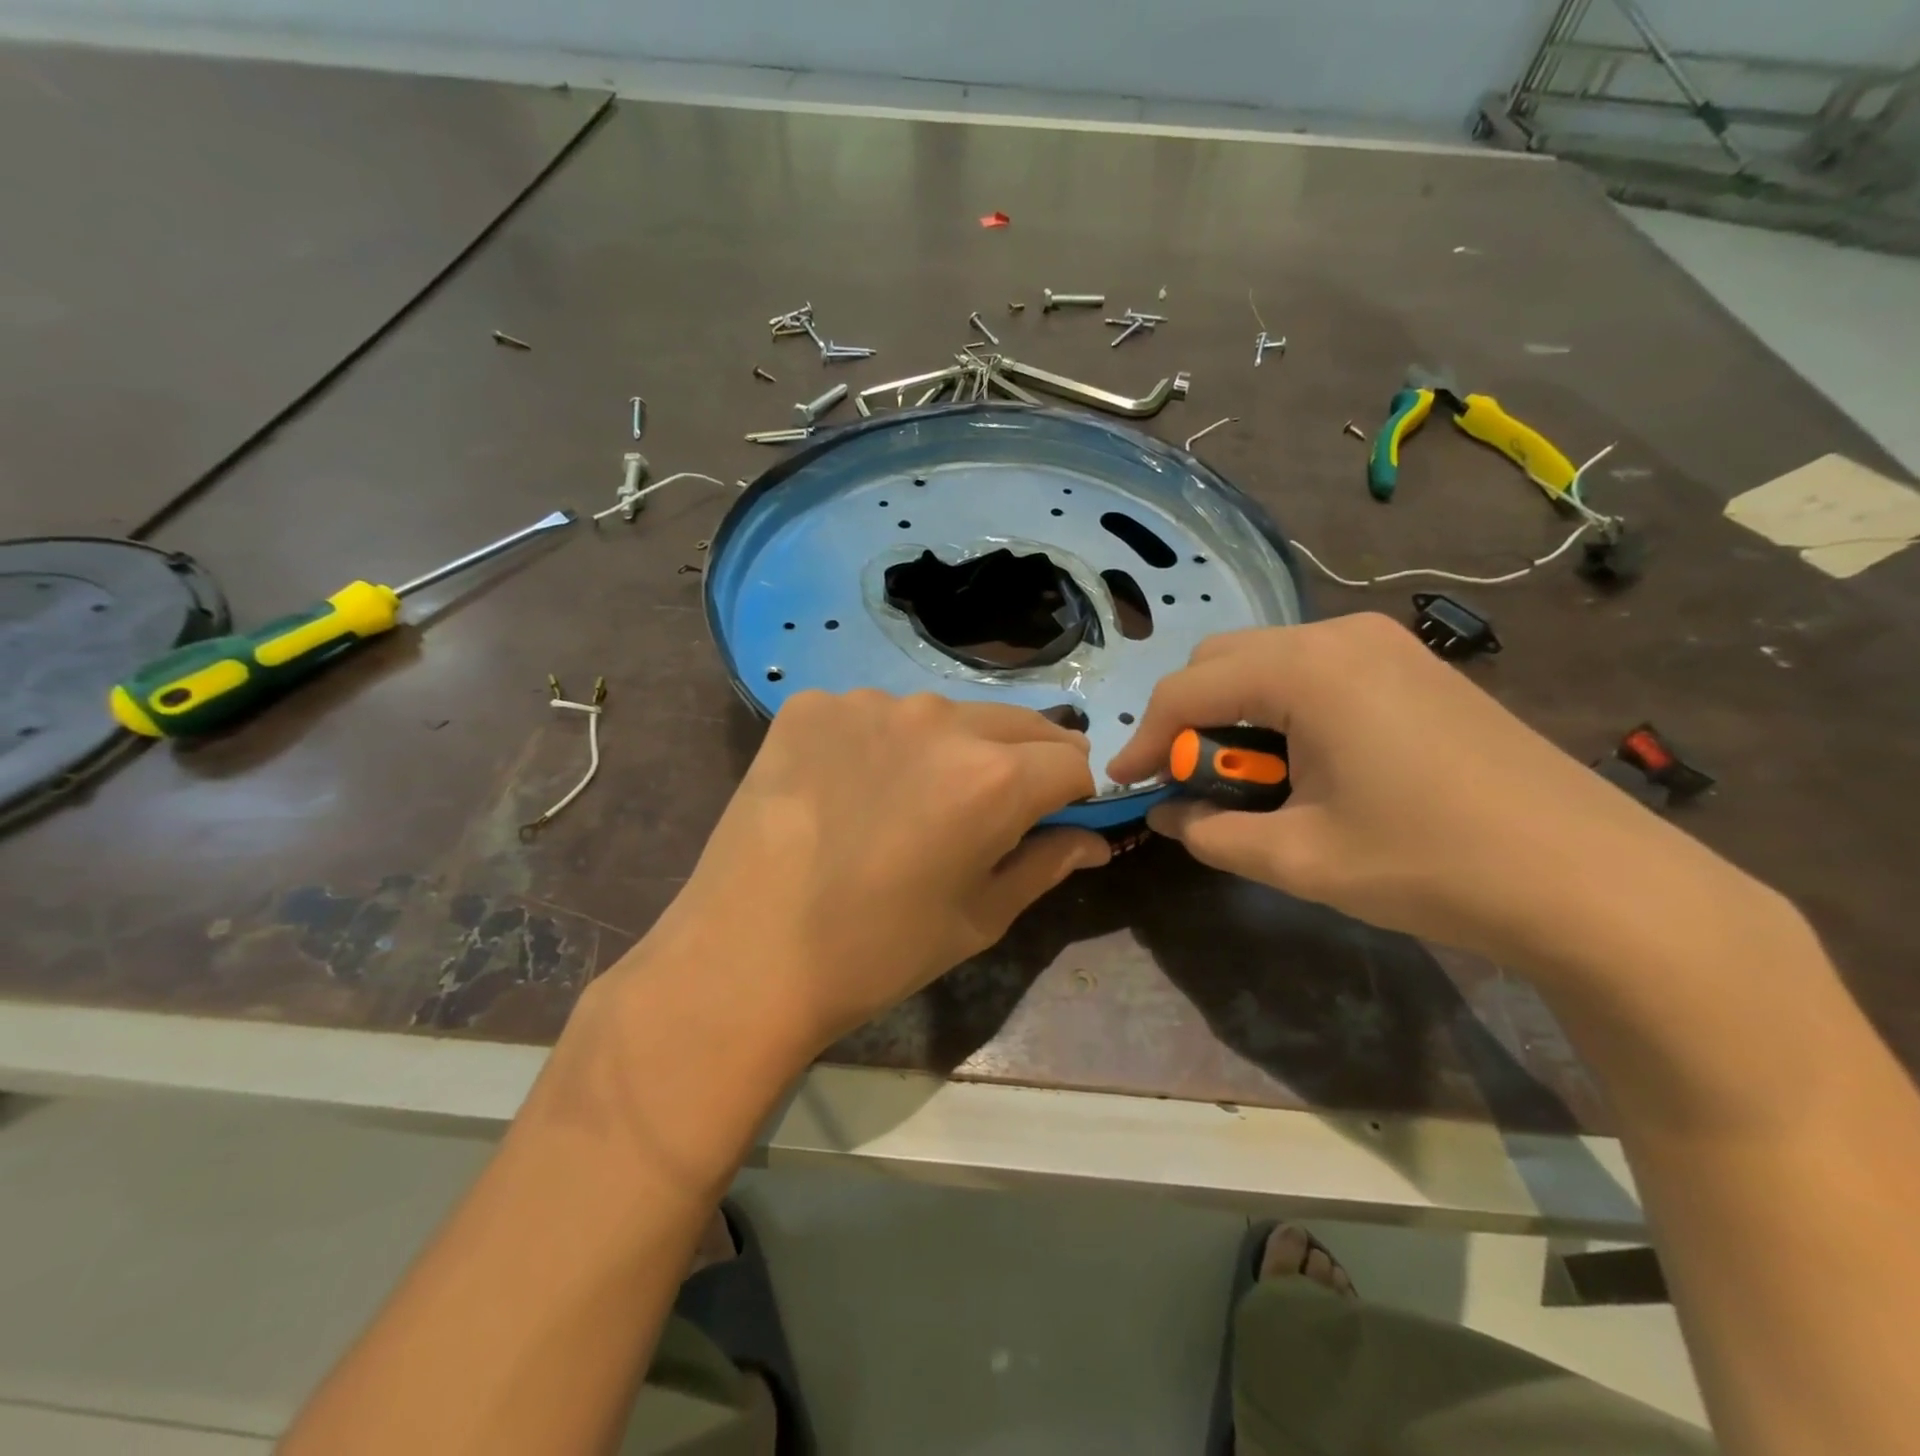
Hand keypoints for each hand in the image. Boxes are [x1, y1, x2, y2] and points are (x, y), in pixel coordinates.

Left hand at [645, 691, 1107, 1054]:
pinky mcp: (812, 705)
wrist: (745, 957)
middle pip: (1017, 726)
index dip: (1072, 795)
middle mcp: (939, 718)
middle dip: (1024, 763)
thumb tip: (1093, 840)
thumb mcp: (978, 919)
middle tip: (989, 813)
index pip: (1071, 762)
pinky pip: (873, 714)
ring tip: (908, 802)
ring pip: (944, 716)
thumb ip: (1046, 865)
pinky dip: (880, 744)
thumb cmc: (876, 952)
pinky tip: (848, 789)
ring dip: (950, 749)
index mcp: (994, 776)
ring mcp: (869, 702)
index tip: (1053, 821)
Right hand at [1107, 614, 1725, 971]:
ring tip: (1247, 781)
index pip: (1188, 690)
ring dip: (1235, 715)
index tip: (1124, 783)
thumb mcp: (1299, 858)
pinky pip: (1315, 672)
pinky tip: (1303, 764)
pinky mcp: (1413, 667)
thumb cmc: (1430, 864)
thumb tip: (1169, 814)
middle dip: (1189, 720)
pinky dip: (1281, 711)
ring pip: (1267, 663)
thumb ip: (1212, 833)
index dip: (1146, 738)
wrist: (1595, 883)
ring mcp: (1384, 644)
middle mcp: (1340, 635)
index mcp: (1306, 669)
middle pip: (1223, 661)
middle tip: (1188, 783)